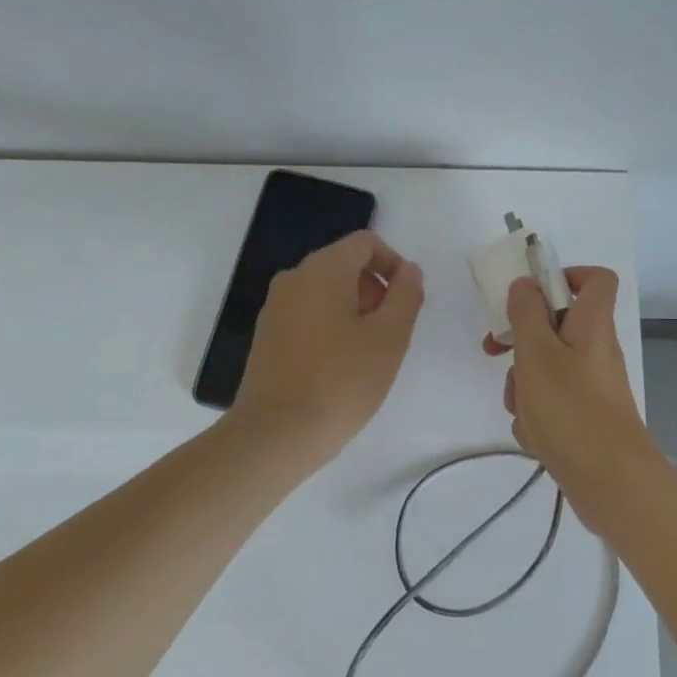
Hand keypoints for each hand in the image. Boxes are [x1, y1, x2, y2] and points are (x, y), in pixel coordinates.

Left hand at [230, 230, 424, 468]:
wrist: (276, 434)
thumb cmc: (341, 382)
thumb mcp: (389, 338)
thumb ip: (405, 296)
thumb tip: (409, 271)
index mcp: (322, 271)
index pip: (364, 243)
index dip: (394, 263)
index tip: (407, 300)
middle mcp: (293, 279)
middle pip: (344, 264)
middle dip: (375, 288)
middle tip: (392, 331)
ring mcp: (275, 308)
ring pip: (325, 291)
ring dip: (355, 309)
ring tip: (369, 353)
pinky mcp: (267, 337)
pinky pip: (307, 314)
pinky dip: (331, 325)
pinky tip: (341, 366)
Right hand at [483, 267, 664, 528]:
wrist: (610, 483)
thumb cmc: (571, 410)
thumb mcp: (537, 354)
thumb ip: (527, 314)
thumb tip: (525, 284)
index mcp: (592, 325)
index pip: (595, 279)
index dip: (563, 276)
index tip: (529, 293)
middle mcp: (595, 350)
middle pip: (556, 326)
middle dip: (521, 341)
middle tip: (495, 351)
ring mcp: (591, 385)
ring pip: (546, 367)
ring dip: (523, 384)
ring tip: (522, 408)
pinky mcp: (584, 416)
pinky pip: (551, 401)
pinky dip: (536, 413)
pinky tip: (533, 434)